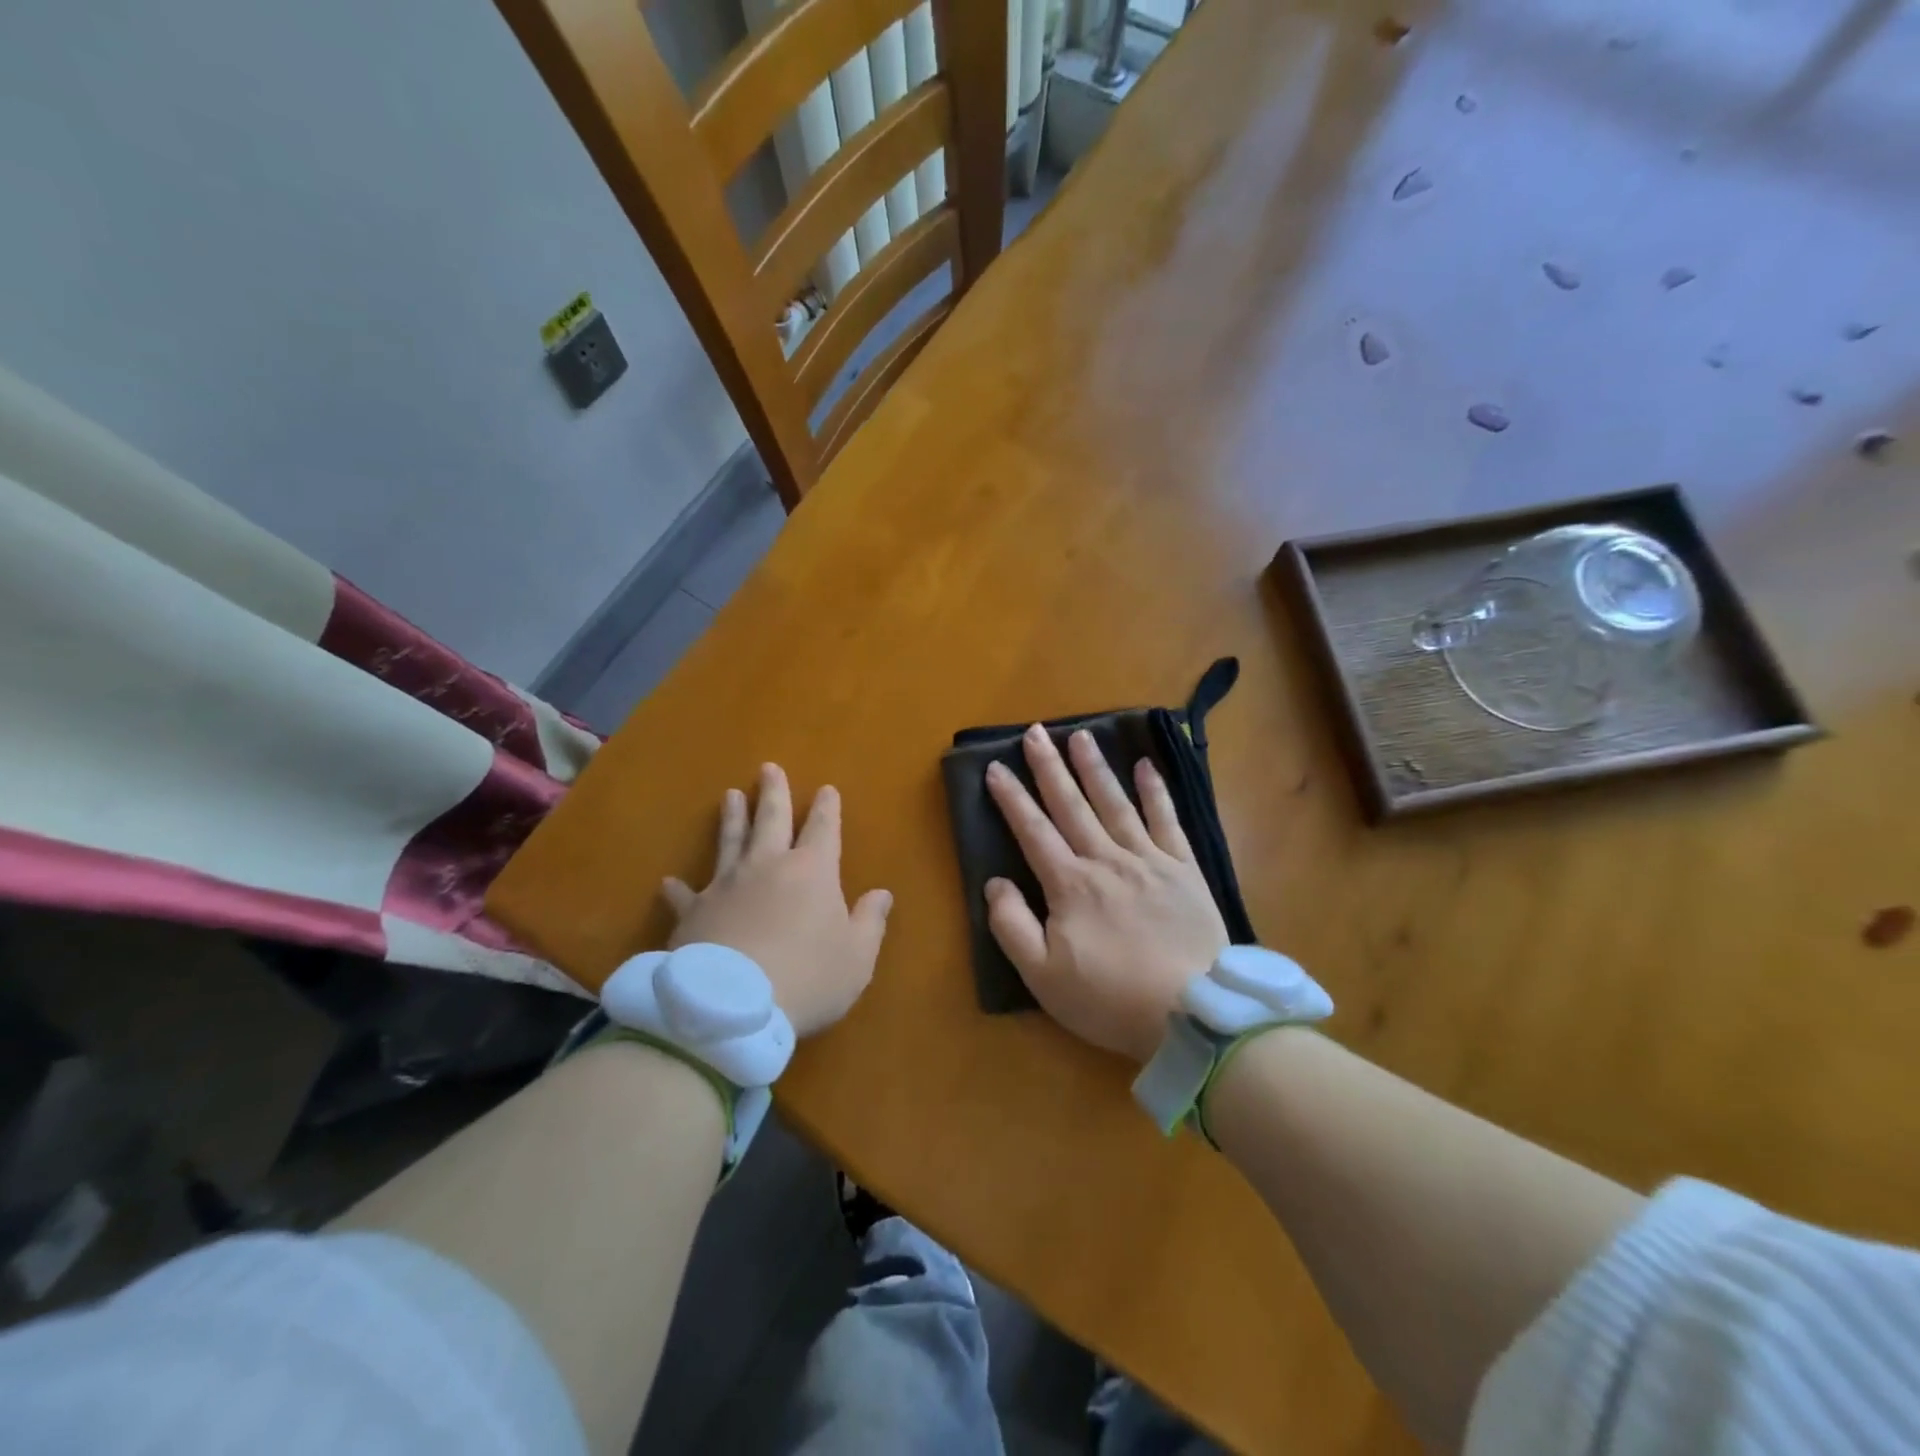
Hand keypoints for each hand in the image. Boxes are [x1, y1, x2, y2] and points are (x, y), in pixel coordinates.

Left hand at [662, 764, 891, 1037]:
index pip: (823, 828)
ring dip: (731, 818)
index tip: (826, 789)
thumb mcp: (857, 957)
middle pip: (771, 819)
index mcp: (812, 871)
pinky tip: (668, 881)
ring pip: (730, 841)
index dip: (827, 808)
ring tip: (729, 796)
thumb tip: (882, 894)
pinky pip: (684, 895)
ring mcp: (726, 886)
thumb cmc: (808, 978)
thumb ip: (870, 921)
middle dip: (773, 793)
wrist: (732, 1006)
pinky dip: (678, 888)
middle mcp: (768, 866)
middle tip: (768, 768)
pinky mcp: (693, 912)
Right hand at [984, 726, 1228, 1063]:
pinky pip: (1167, 821)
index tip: (995, 767)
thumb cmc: (1110, 999)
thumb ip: (1012, 926)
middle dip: (1049, 767)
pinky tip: (1146, 766)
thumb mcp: (1043, 976)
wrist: (1193, 1012)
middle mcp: (1106, 860)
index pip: (1033, 831)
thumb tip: (995, 882)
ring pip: (1115, 803)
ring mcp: (1148, 860)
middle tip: (1035, 732)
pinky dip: (1156, 792)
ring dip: (1095, 768)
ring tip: (1080, 735)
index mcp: (1070, 885)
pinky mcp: (1183, 869)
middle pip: (1071, 805)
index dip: (1012, 798)